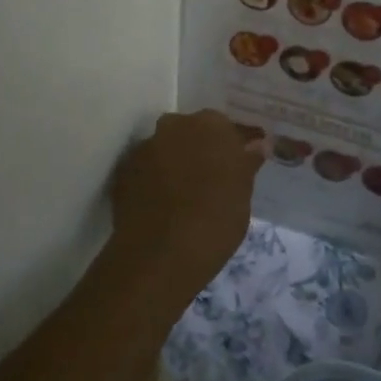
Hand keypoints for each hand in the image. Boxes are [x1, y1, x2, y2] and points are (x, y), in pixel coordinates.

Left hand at [103, 110, 265, 312]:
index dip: (232, 148)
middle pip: (191, 133)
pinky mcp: (122, 172)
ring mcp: (145, 147)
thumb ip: (247, 163)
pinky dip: (153, 181)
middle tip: (211, 181)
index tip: (237, 167)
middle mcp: (175, 126)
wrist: (160, 255)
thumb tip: (257, 144)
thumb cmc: (216, 221)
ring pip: (166, 150)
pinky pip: (146, 170)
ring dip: (175, 164)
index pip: (226, 128)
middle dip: (200, 150)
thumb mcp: (243, 193)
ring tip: (184, 196)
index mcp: (211, 125)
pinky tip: (161, 206)